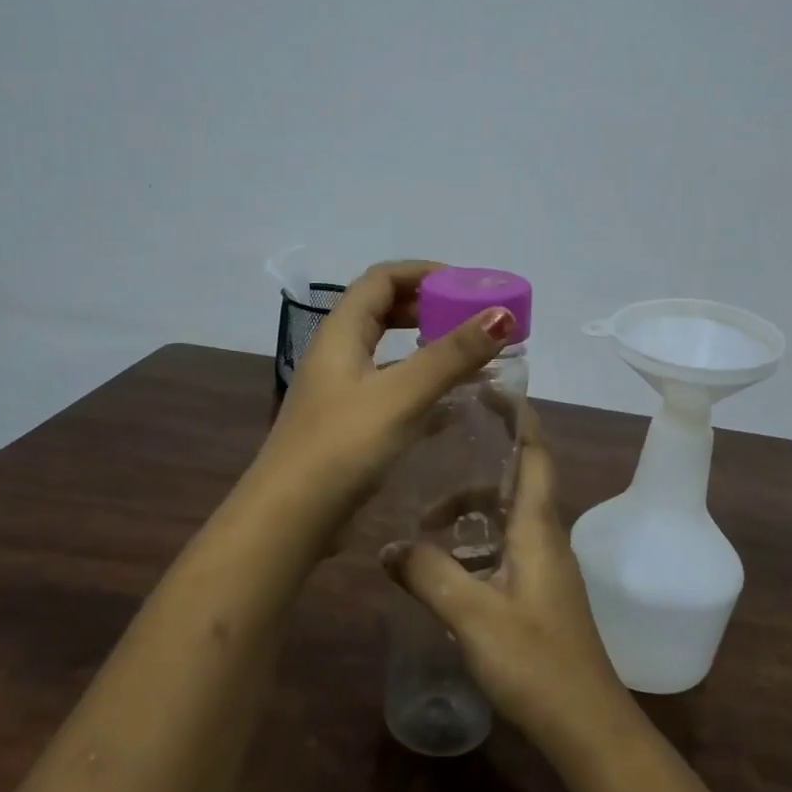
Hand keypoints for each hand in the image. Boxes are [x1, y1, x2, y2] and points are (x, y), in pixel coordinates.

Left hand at [252, 259, 517, 533]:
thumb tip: (502, 313)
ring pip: (386, 353)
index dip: (423, 272)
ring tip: (467, 356)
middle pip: (382, 311)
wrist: (289, 520)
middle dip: (427, 307)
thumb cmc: (342, 447)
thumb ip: (452, 355)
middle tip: (471, 318)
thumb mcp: (401, 395)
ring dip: (424, 347)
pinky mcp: (346, 425)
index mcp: (341, 333)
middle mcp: (336, 354)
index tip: (466, 284)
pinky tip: (448, 406)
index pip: (381, 279)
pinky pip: (388, 389)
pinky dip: (418, 385)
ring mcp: (338, 392)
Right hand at [382, 412, 632, 754]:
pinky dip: (474, 543)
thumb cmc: (536, 662)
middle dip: (474, 469)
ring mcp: (544, 568)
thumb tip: (388, 548)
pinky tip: (443, 568)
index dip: (517, 416)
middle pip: (514, 482)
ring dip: (469, 512)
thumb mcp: (472, 615)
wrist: (587, 727)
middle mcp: (545, 538)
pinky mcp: (538, 595)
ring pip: (506, 518)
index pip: (534, 452)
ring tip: (423, 525)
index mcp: (538, 527)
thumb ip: (428, 576)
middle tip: (431, 463)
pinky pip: (504, 548)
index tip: (489, 389)